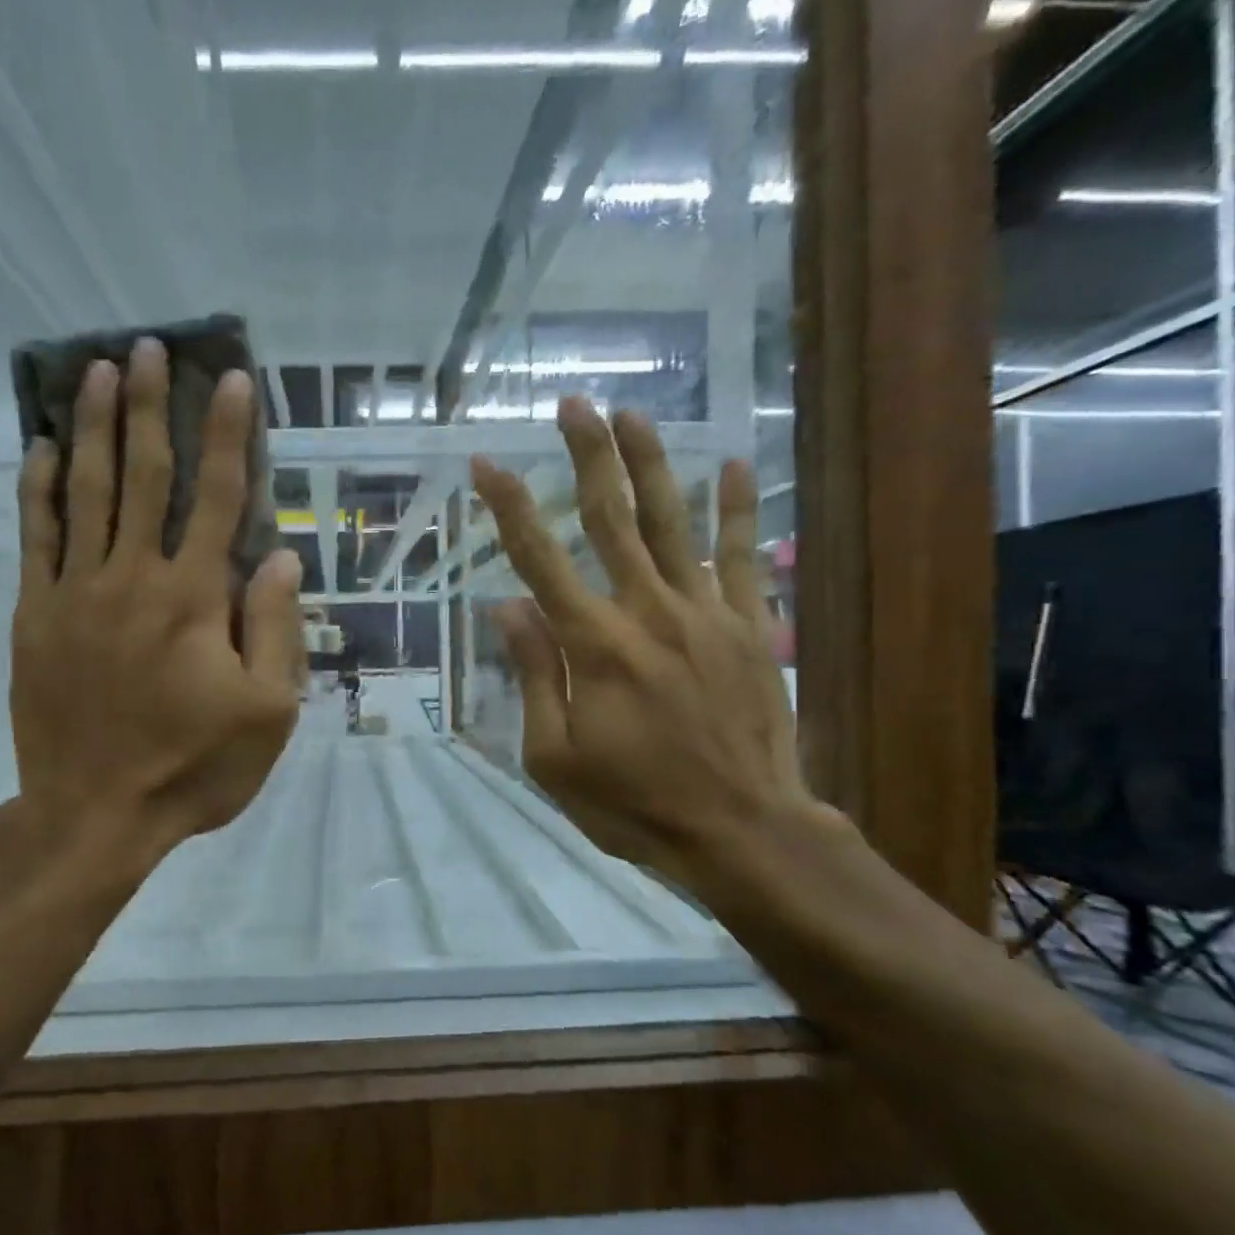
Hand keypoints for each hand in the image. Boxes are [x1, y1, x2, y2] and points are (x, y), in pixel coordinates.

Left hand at [5, 338, 301, 869]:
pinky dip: (37, 489)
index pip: (219, 498)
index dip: (229, 437)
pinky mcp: (34, 615)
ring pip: (85, 492)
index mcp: (194, 599)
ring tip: (98, 371)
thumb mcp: (268, 712)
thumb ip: (275, 629)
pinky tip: (39, 448)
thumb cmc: (194, 767)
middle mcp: (133, 578)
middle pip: (144, 476)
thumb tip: (280, 556)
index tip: (233, 381)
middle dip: (151, 408)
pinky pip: (34, 537)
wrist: (95, 814)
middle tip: (150, 349)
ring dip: (93, 427)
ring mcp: (75, 592)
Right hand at [472, 398, 840, 893]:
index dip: (509, 509)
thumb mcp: (555, 758)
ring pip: (675, 522)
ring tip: (635, 416)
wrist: (740, 829)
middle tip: (574, 405)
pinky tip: (735, 465)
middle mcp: (648, 612)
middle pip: (612, 520)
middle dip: (588, 458)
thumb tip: (509, 609)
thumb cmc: (633, 802)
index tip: (486, 464)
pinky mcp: (748, 627)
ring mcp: (705, 614)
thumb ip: (534, 676)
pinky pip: (740, 556)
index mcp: (594, 646)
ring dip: (652, 464)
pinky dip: (737, 510)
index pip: (540, 560)